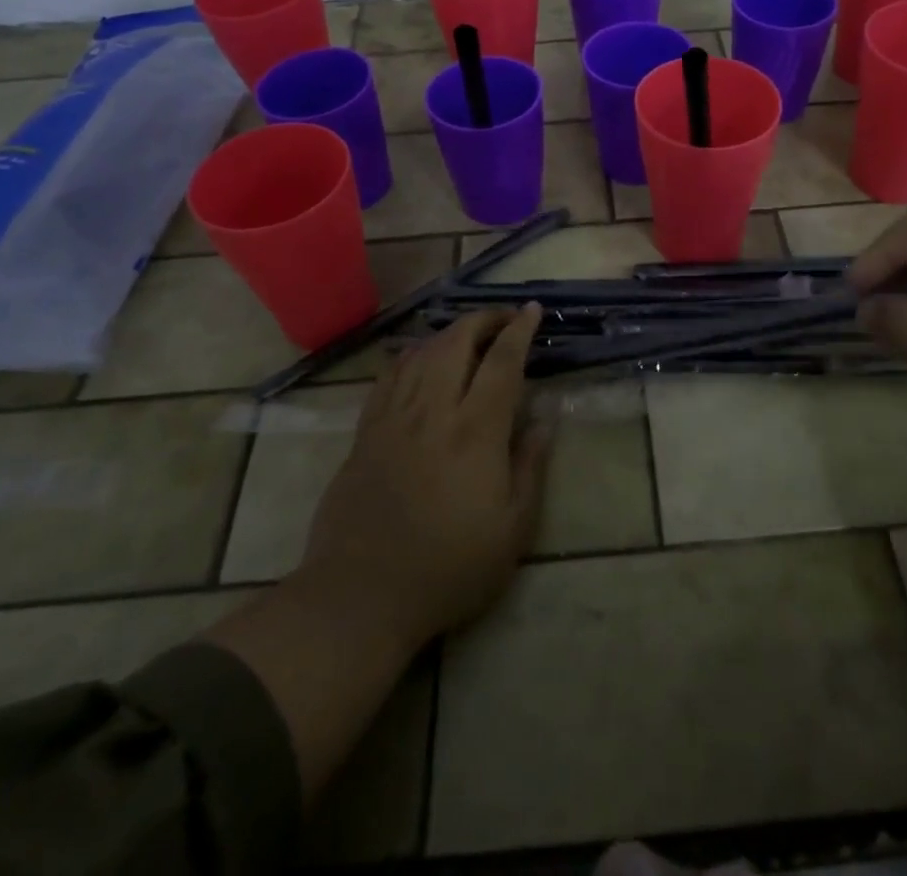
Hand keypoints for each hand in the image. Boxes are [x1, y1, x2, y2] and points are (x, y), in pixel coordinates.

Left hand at [298, 305, 551, 651]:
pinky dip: (408, 356)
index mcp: (476, 431)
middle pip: (457, 341)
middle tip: (504, 319)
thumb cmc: (449, 567)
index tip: (532, 310)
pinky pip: (387, 377)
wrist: (361, 596)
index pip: (502, 361)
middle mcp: (434, 410)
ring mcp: (393, 418)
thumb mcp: (513, 528)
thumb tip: (545, 418)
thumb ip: (531, 465)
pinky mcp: (365, 433)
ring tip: (467, 335)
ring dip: (448, 333)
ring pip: (421, 352)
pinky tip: (416, 357)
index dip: (520, 330)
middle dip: (483, 319)